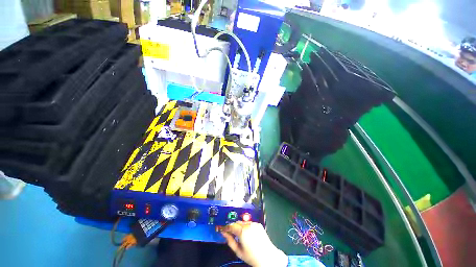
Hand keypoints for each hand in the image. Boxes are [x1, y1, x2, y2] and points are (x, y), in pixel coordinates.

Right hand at [220, 221, 287, 266]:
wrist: (267, 256)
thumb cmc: (252, 256)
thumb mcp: (238, 251)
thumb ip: (229, 241)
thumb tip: (224, 234)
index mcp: (242, 231)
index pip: (231, 226)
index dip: (225, 227)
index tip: (222, 228)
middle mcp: (248, 225)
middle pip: (237, 223)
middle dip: (233, 227)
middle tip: (230, 233)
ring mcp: (254, 224)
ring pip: (243, 222)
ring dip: (240, 226)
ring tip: (240, 235)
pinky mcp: (258, 224)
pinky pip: (249, 223)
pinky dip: (246, 226)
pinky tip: (248, 234)